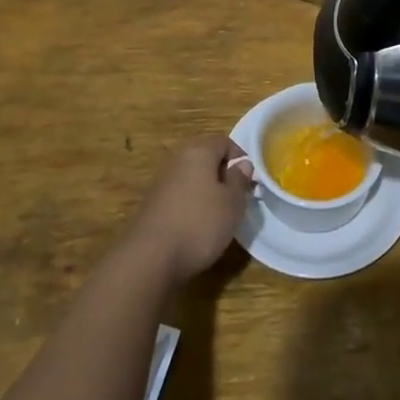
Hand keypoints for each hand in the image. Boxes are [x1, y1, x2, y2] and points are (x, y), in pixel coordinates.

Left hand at [124, 136, 255, 285]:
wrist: (150, 258)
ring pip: (192, 177)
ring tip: (218, 215)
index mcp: (198, 151)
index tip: (249, 182)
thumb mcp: (233, 203)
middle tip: (236, 198)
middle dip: (223, 174)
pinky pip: (179, 195)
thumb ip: (239, 180)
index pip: (224, 142)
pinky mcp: (152, 204)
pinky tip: (196, 227)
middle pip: (206, 158)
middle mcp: (177, 160)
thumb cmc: (200, 224)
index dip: (240, 158)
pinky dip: (191, 204)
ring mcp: (162, 182)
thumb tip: (242, 164)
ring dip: (207, 191)